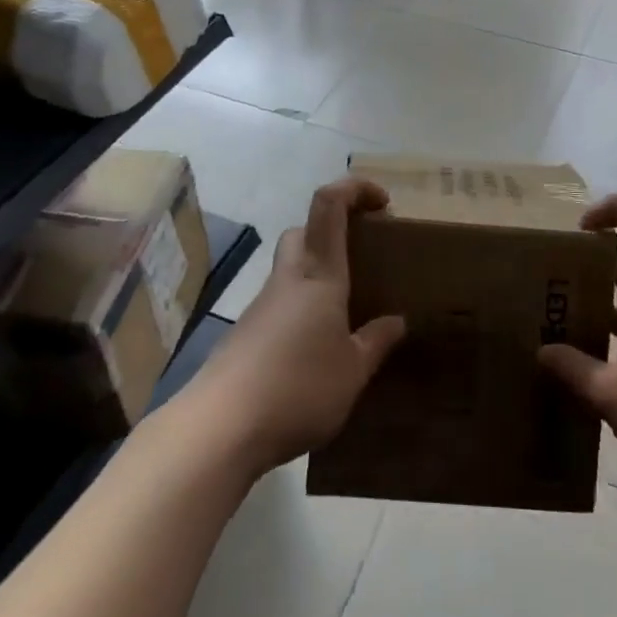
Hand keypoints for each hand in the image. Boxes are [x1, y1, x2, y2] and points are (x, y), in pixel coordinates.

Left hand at [187, 179, 404, 477]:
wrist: (219, 428)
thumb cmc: (297, 389)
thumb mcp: (352, 372)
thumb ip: (375, 343)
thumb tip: (397, 321)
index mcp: (319, 274)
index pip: (330, 205)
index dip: (355, 188)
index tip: (382, 203)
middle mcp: (288, 279)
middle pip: (303, 231)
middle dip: (332, 232)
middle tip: (361, 259)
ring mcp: (261, 306)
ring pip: (290, 268)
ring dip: (316, 275)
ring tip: (345, 315)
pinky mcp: (245, 334)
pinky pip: (279, 304)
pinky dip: (300, 311)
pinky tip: (313, 351)